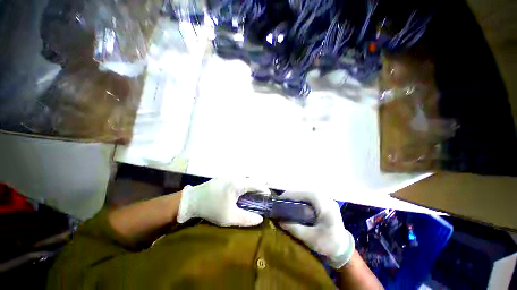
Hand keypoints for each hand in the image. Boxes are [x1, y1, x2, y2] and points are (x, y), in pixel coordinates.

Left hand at [177, 178, 270, 226]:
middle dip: (260, 186)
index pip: (258, 183)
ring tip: (254, 194)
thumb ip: (247, 219)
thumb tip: (261, 219)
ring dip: (252, 184)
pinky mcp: (225, 175)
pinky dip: (245, 182)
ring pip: (247, 177)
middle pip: (253, 178)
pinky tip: (243, 191)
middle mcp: (236, 175)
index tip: (269, 198)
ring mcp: (230, 174)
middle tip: (262, 197)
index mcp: (239, 183)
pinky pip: (240, 177)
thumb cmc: (211, 209)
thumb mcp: (229, 218)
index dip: (265, 190)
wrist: (192, 200)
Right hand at [279, 191, 354, 268]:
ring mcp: (326, 199)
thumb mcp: (310, 238)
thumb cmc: (329, 244)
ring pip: (306, 194)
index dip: (290, 195)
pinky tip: (295, 206)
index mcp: (323, 204)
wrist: (344, 249)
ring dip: (295, 198)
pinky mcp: (325, 203)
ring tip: (285, 204)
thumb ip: (294, 228)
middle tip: (281, 203)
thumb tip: (279, 220)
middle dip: (291, 196)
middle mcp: (325, 198)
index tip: (279, 200)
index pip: (303, 194)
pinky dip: (301, 200)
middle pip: (304, 192)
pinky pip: (310, 198)